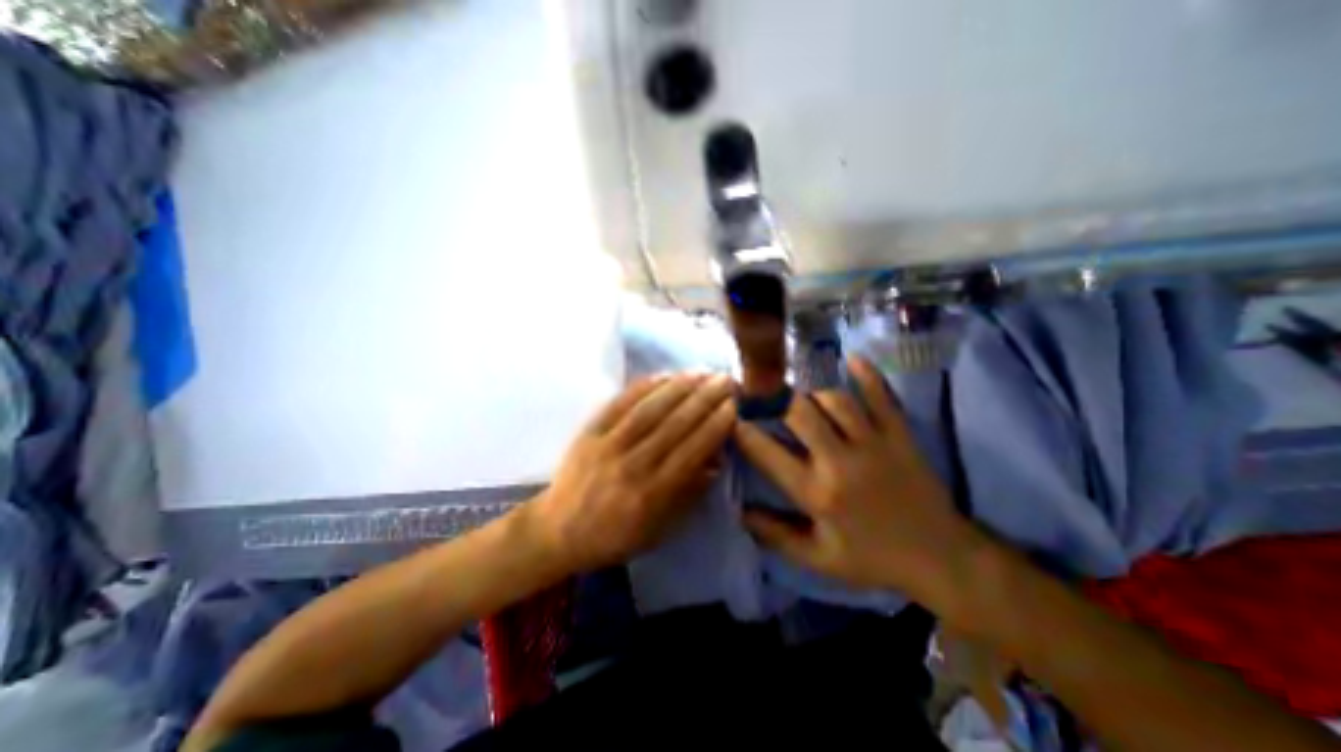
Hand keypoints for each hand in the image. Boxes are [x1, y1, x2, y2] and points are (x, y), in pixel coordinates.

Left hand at [521, 372, 731, 573]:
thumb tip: (717, 459)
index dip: (715, 425)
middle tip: (726, 379)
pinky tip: (665, 375)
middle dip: (705, 398)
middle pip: (675, 425)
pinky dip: (645, 387)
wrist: (558, 530)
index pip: (692, 451)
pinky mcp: (590, 431)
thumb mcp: (659, 529)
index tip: (734, 405)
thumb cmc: (615, 535)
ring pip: (650, 409)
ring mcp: (608, 445)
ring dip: (680, 387)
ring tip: (702, 372)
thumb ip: (689, 494)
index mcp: (652, 494)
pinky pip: (620, 403)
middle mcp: (632, 466)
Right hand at [738, 354, 982, 611]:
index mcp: (817, 493)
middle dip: (774, 399)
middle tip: (761, 391)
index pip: (768, 454)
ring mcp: (874, 444)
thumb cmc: (872, 558)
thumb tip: (739, 511)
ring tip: (801, 396)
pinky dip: (867, 374)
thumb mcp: (817, 558)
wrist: (942, 558)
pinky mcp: (900, 435)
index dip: (743, 430)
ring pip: (836, 400)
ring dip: (812, 393)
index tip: (730, 414)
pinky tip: (852, 358)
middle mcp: (841, 461)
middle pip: (800, 413)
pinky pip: (882, 396)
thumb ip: (775, 535)